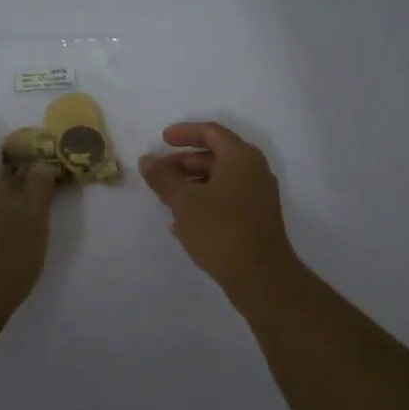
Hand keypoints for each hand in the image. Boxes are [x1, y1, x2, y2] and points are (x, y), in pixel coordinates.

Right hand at [139, 122, 301, 307]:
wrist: (261, 276)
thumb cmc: (221, 230)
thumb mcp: (184, 202)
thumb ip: (163, 178)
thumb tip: (147, 160)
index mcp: (241, 157)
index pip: (211, 132)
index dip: (184, 133)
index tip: (162, 140)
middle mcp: (254, 171)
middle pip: (216, 155)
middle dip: (184, 162)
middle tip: (158, 173)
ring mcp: (258, 196)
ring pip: (220, 179)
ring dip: (192, 184)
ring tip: (166, 198)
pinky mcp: (256, 219)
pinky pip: (226, 199)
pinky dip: (204, 201)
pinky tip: (182, 222)